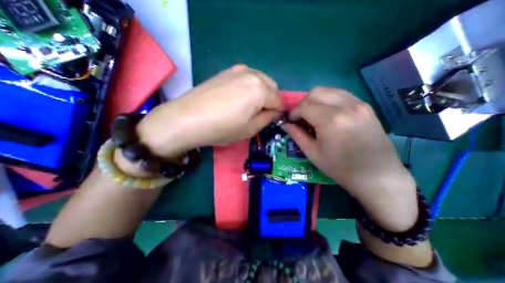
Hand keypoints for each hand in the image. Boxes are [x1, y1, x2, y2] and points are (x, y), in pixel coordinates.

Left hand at [136, 64, 282, 158]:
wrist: (187, 118)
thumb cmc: (222, 128)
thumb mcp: (251, 129)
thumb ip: (268, 118)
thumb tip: (275, 112)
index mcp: (261, 89)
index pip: (279, 100)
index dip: (278, 112)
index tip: (271, 120)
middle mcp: (252, 74)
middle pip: (272, 87)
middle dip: (271, 100)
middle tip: (260, 113)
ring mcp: (238, 70)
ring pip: (260, 80)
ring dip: (261, 92)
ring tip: (248, 106)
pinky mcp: (226, 71)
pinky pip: (247, 77)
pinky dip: (249, 87)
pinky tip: (238, 97)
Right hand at [282, 86, 415, 231]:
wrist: (377, 176)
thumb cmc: (340, 168)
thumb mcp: (313, 153)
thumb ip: (297, 135)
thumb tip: (285, 125)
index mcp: (331, 120)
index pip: (305, 107)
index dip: (294, 113)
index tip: (290, 121)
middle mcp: (346, 106)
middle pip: (316, 92)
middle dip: (303, 103)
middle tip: (300, 117)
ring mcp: (359, 104)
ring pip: (329, 90)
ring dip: (315, 100)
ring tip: (313, 115)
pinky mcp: (366, 106)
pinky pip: (341, 95)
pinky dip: (328, 100)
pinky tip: (327, 114)